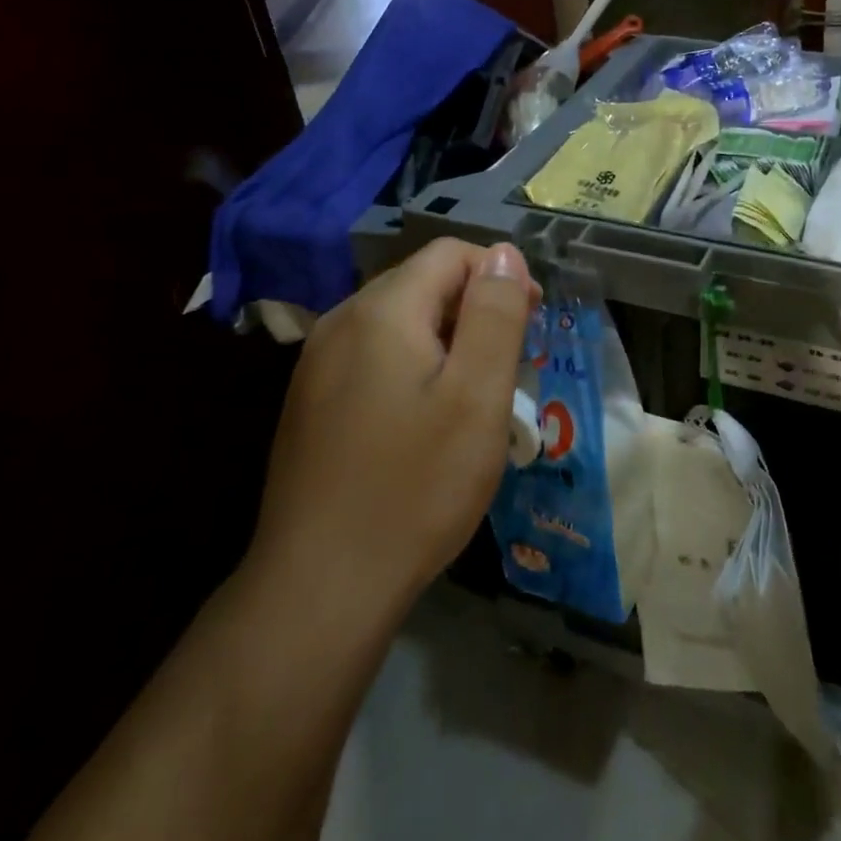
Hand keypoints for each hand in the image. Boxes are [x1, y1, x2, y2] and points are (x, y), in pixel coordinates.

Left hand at [244, 239, 539, 619]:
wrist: (320, 586)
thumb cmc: (416, 485)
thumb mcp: (477, 395)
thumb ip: (494, 314)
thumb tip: (503, 253)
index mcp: (382, 310)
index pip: (450, 254)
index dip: (499, 275)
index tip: (530, 322)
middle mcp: (341, 321)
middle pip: (422, 282)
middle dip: (474, 308)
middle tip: (508, 365)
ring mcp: (317, 363)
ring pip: (398, 321)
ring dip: (445, 339)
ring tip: (473, 394)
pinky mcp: (310, 401)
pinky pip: (373, 356)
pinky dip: (412, 366)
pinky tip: (424, 419)